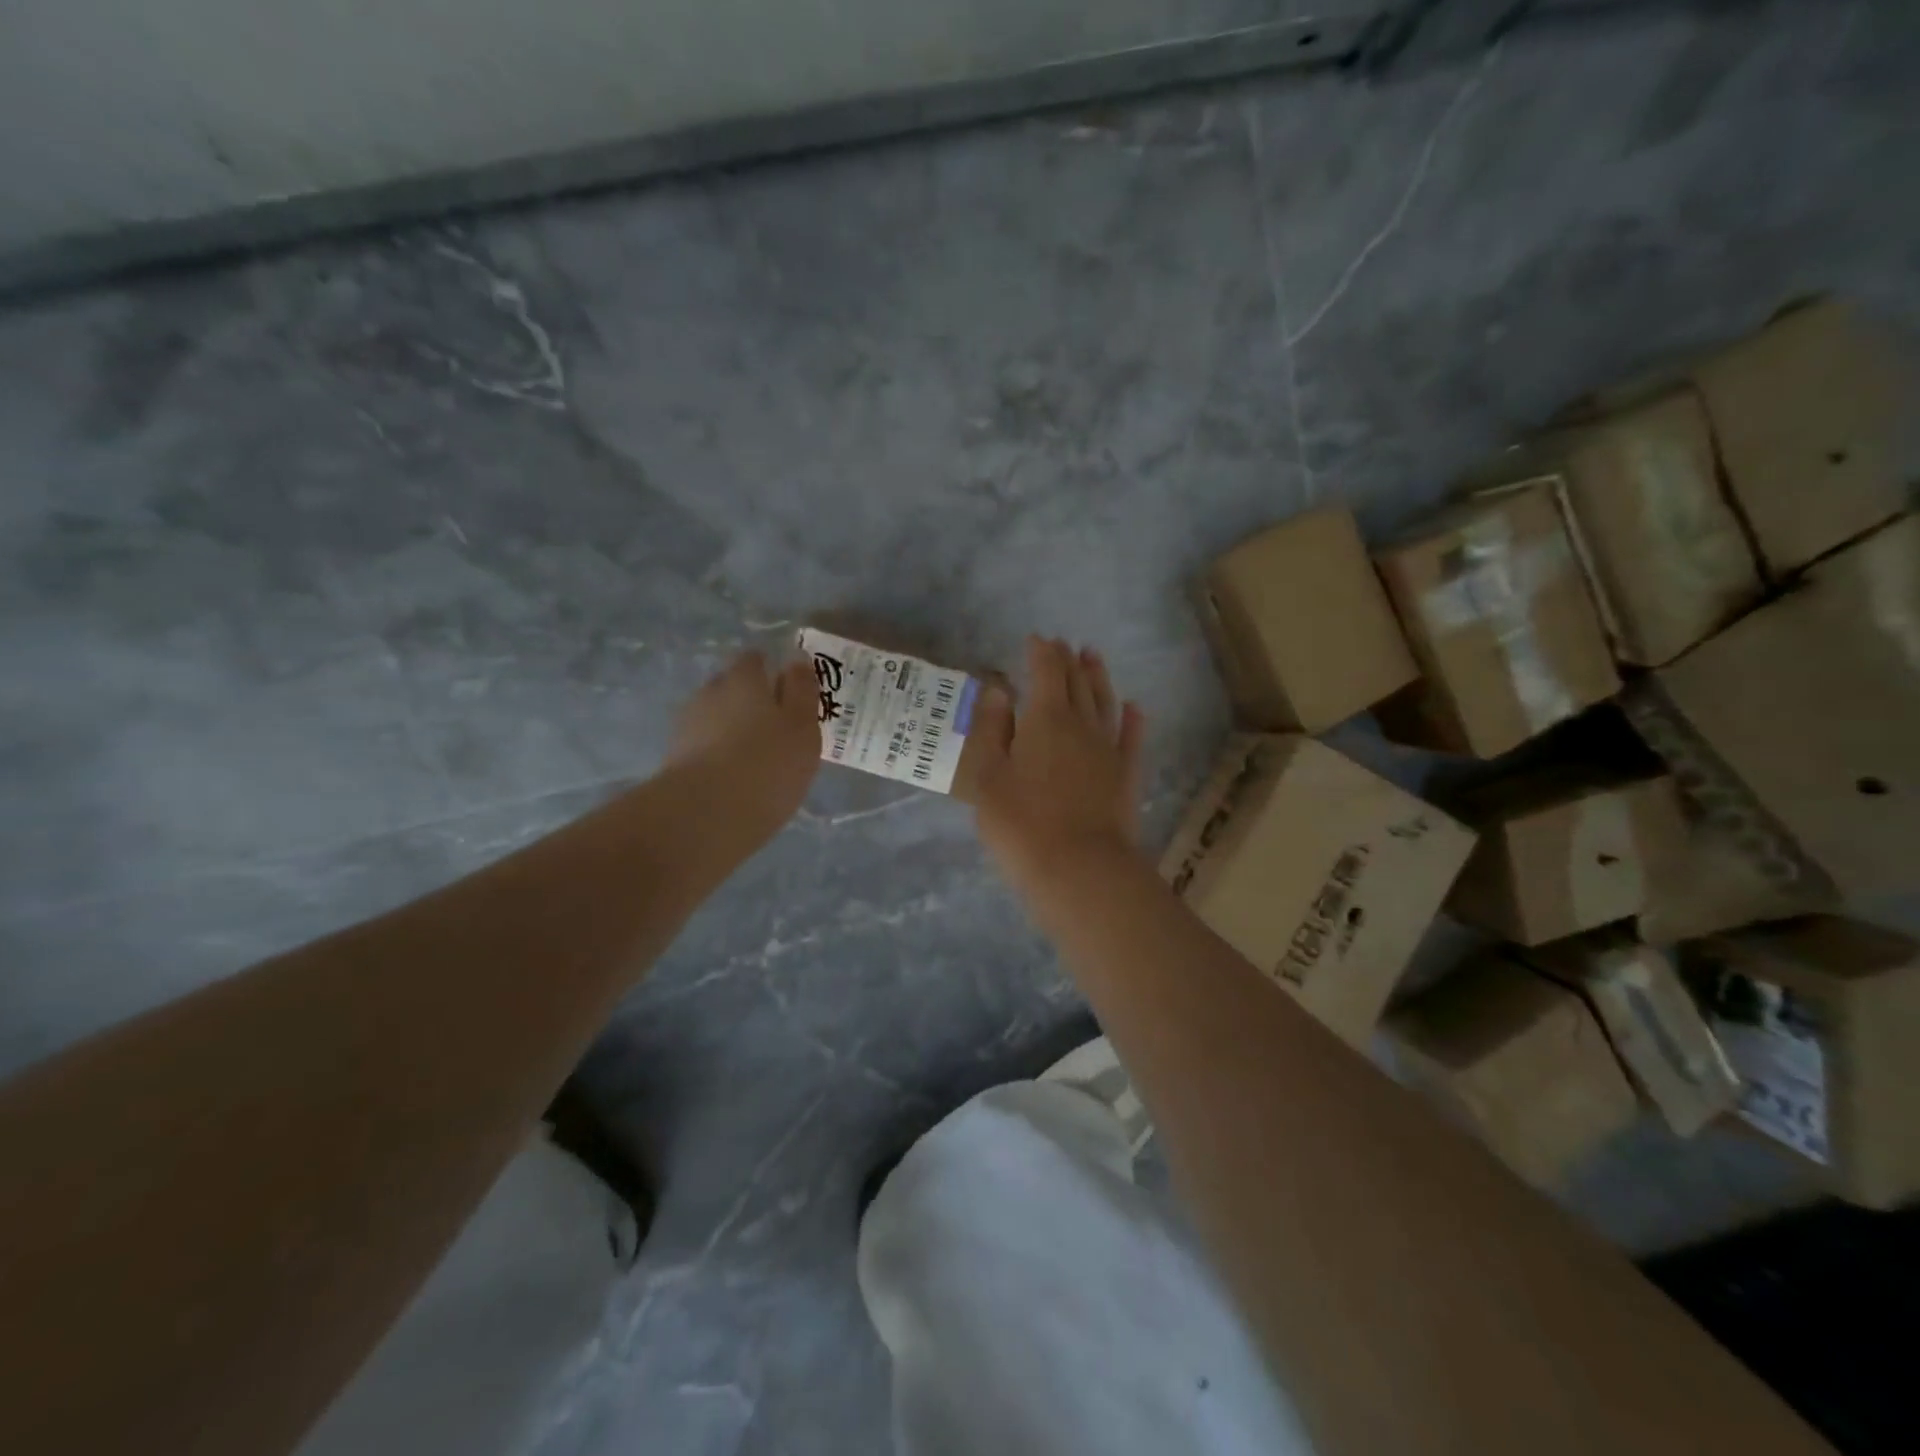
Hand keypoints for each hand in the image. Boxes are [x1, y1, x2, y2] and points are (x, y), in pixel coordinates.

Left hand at [668, 651, 820, 834]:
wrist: (706, 814)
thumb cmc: (768, 763)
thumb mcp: (802, 725)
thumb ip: (802, 690)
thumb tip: (796, 658)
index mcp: (743, 678)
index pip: (754, 659)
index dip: (771, 672)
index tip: (788, 694)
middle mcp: (710, 692)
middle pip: (732, 687)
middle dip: (750, 700)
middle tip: (776, 728)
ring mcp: (687, 725)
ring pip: (716, 717)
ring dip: (732, 729)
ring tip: (756, 758)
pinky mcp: (675, 759)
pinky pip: (704, 746)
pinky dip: (718, 754)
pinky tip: (734, 776)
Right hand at [972, 637, 1145, 890]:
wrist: (1080, 868)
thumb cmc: (1021, 822)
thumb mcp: (988, 776)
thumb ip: (992, 729)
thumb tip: (999, 690)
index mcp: (1046, 718)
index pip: (1046, 672)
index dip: (1041, 652)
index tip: (1037, 639)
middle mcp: (1082, 724)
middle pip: (1077, 682)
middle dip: (1068, 660)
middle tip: (1064, 644)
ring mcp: (1109, 749)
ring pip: (1105, 702)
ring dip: (1099, 677)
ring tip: (1093, 657)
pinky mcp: (1127, 775)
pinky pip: (1132, 737)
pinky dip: (1132, 719)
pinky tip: (1134, 708)